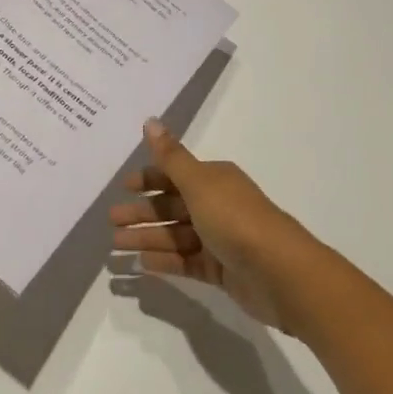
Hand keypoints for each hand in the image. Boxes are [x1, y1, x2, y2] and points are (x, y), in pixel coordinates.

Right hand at [110, 120, 320, 331]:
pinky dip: (166, 261)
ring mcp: (220, 239)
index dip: (148, 179)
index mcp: (214, 179)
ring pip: (175, 235)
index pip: (174, 174)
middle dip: (141, 212)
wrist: (281, 273)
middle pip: (172, 206)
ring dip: (147, 238)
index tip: (122, 187)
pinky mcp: (222, 270)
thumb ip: (171, 157)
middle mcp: (217, 205)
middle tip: (111, 222)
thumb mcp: (199, 183)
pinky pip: (187, 261)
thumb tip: (150, 120)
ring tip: (116, 247)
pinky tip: (142, 265)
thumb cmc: (236, 219)